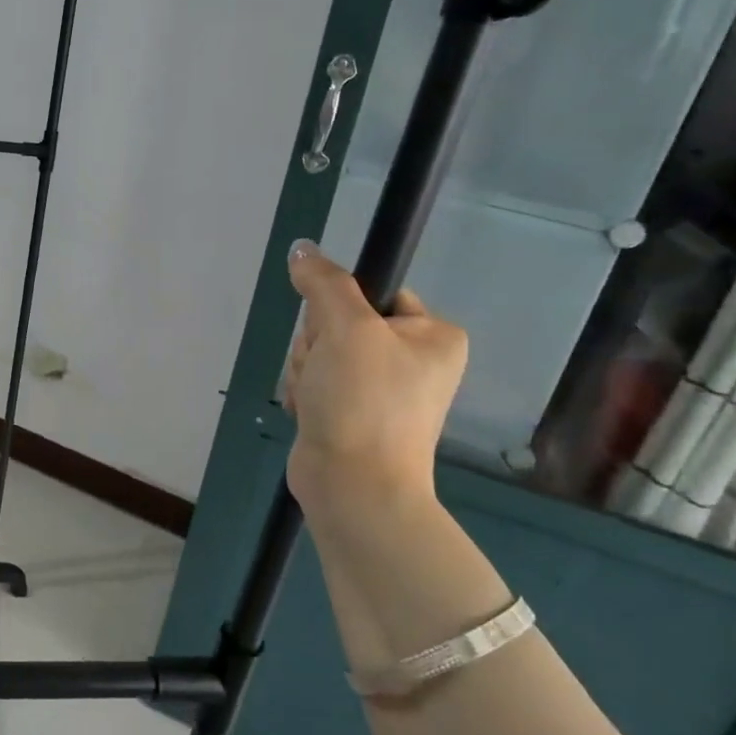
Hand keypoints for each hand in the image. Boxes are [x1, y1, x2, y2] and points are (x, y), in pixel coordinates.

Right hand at [281, 242, 466, 517]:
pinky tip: (311, 412)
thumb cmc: (363, 401)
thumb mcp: (345, 328)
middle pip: (340, 322)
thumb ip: (324, 282)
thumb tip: (302, 248)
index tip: (336, 332)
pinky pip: (316, 381)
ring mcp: (382, 389)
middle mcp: (414, 359)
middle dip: (317, 345)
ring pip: (321, 352)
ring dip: (307, 370)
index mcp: (433, 335)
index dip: (341, 307)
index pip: (375, 291)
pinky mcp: (352, 412)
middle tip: (326, 371)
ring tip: (318, 398)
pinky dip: (306, 393)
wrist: (353, 485)